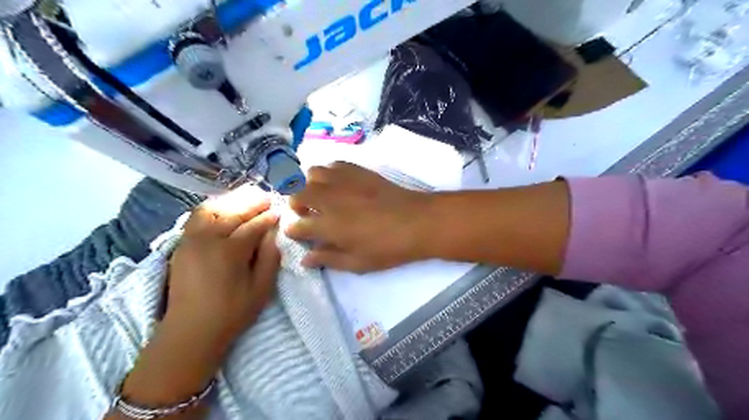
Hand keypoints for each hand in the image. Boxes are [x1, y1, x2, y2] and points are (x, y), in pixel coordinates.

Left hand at [166, 187, 281, 349]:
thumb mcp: (261, 289)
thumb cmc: (232, 312)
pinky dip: (213, 207)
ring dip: (230, 200)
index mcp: (230, 252)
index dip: (268, 217)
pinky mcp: (181, 245)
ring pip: (210, 209)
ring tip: (246, 198)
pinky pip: (196, 217)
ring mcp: (190, 240)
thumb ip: (270, 257)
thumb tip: (273, 233)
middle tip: (266, 197)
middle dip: (252, 202)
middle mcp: (207, 240)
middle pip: (232, 212)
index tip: (279, 211)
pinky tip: (224, 209)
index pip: (253, 226)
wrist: (190, 331)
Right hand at [288, 161, 433, 272]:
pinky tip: (338, 183)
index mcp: (328, 226)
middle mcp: (329, 199)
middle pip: (296, 193)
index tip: (299, 234)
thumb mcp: (358, 263)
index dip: (293, 231)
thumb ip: (328, 259)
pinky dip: (329, 173)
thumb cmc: (388, 247)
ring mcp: (344, 181)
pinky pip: (333, 164)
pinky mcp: (358, 170)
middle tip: (307, 213)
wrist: (417, 222)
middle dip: (295, 204)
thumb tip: (306, 259)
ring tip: (320, 195)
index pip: (296, 225)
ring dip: (309, 184)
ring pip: (312, 173)